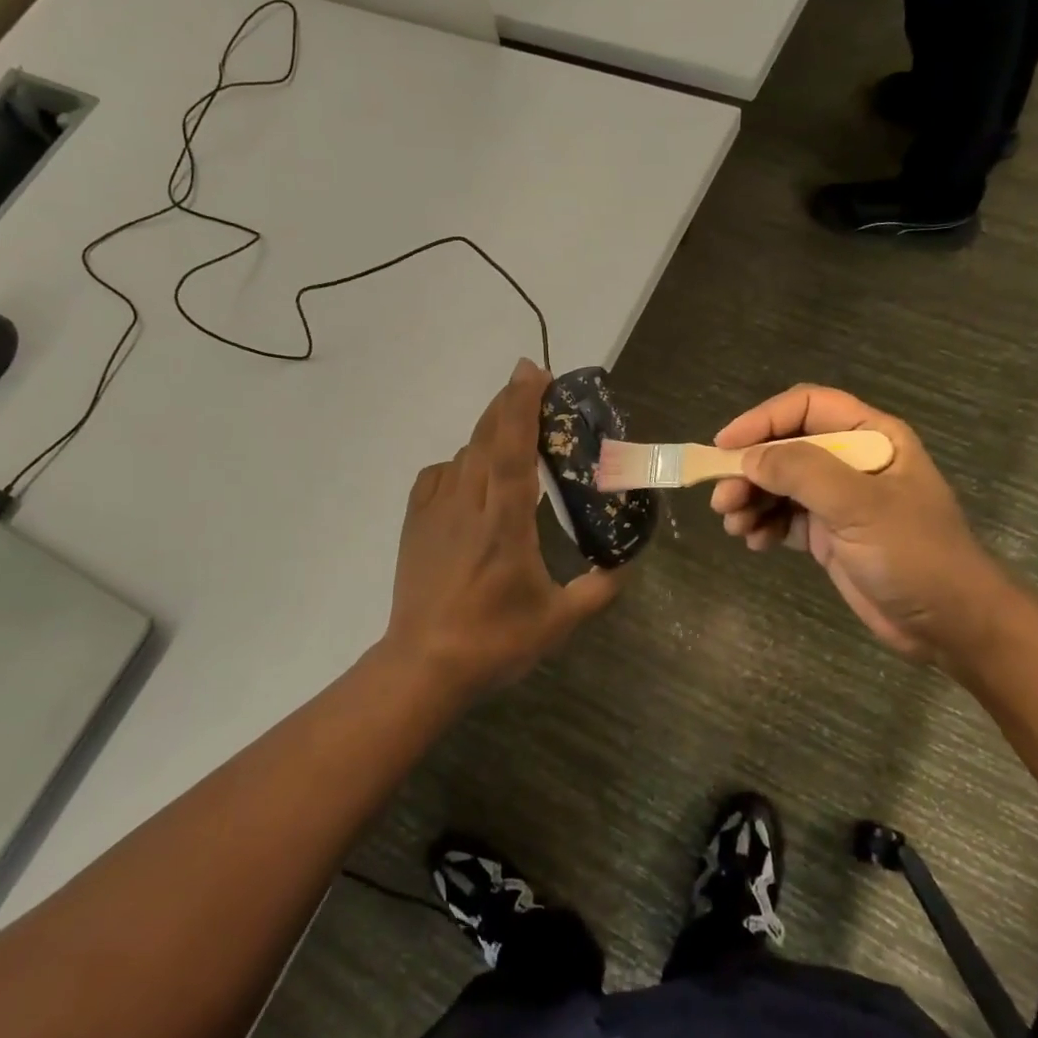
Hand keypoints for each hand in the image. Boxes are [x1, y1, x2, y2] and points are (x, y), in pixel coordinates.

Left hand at [384, 359, 622, 693]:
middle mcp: (467, 505)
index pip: (512, 449)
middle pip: (485, 438)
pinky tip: (469, 477)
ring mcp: (434, 512)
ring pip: (462, 455)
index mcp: (504, 523)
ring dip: (487, 435)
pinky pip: (437, 477)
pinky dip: (458, 465)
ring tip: (510, 434)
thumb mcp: (557, 622)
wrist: (423, 665)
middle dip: (508, 404)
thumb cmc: (493, 642)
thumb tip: (623, 568)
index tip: (534, 372)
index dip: (522, 405)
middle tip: (532, 384)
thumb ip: (597, 591)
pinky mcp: (414, 524)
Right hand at [710, 385, 1011, 663]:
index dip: (762, 420)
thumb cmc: (915, 555)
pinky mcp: (829, 533)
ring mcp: (839, 498)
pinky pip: (783, 517)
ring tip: (735, 526)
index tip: (725, 446)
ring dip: (750, 500)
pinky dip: (763, 525)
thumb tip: (748, 458)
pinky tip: (756, 543)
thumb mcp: (860, 506)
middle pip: (784, 447)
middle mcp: (852, 461)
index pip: (806, 407)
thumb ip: (803, 472)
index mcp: (871, 437)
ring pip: (778, 483)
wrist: (951, 625)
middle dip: (749, 471)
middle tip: (722, 501)